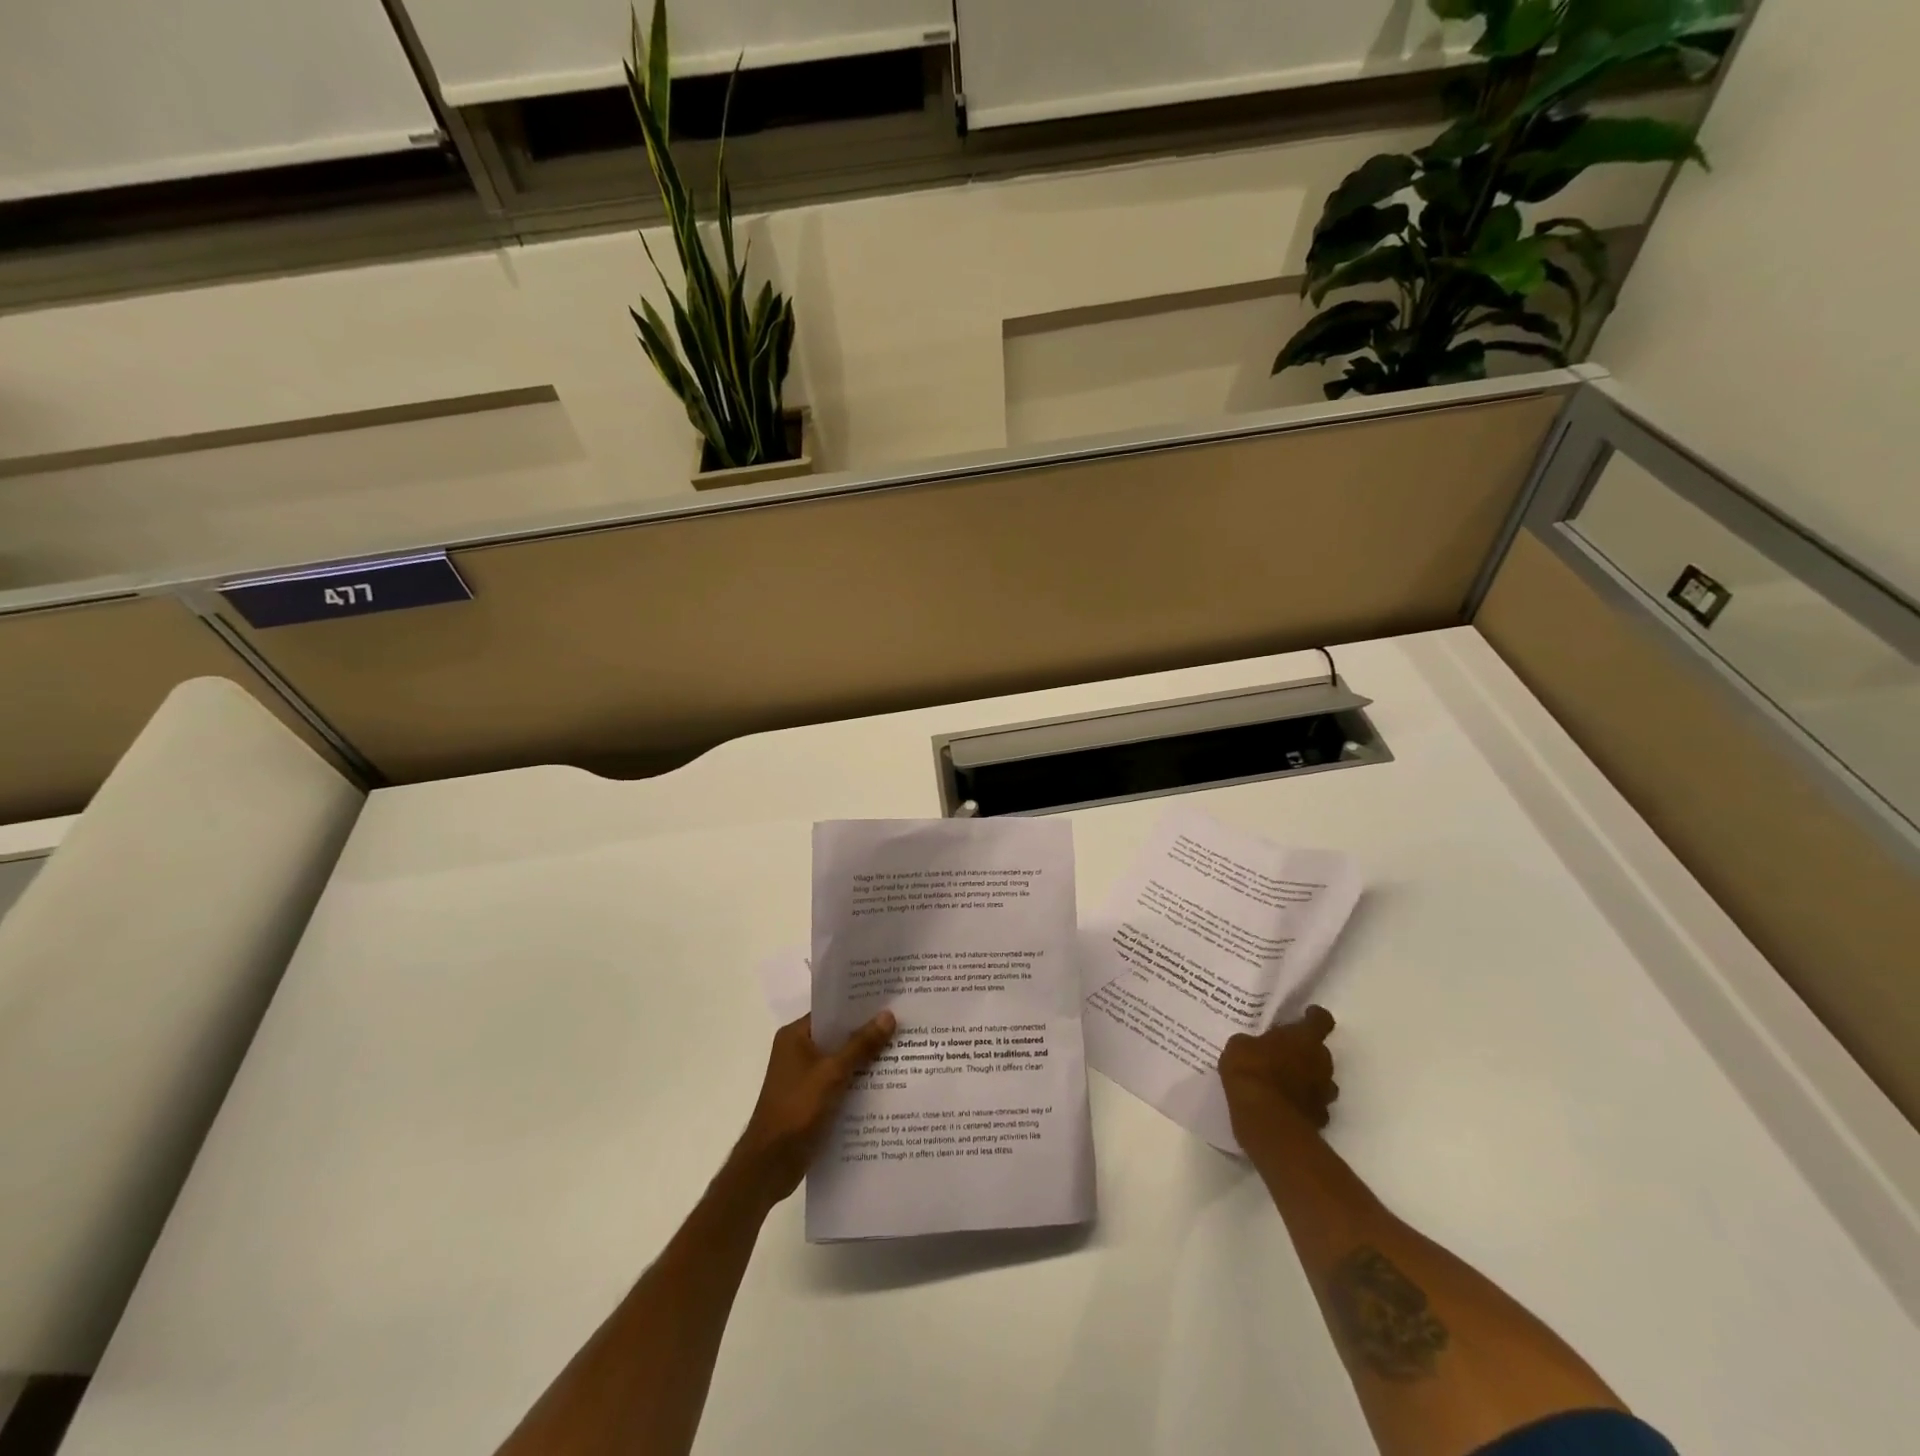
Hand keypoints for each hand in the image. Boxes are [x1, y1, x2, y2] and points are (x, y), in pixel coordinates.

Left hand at [727, 1010, 896, 1207]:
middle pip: (838, 1035)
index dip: (859, 1006)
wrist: (770, 1165)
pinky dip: (858, 1081)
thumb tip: (888, 1015)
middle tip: (904, 1023)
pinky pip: (840, 1081)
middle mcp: (798, 1051)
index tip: (890, 999)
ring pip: (841, 1060)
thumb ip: (861, 1045)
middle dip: (868, 1032)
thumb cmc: (796, 1110)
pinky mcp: (812, 1099)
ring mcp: (804, 1077)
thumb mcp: (832, 1073)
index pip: (831, 1011)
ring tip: (903, 1050)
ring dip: (866, 1059)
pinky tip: (886, 1083)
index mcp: (795, 1036)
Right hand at [1219, 1005, 1339, 1144]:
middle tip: (1284, 1053)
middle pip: (1321, 1052)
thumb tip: (1252, 1046)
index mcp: (1304, 1038)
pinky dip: (1303, 1104)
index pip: (1321, 1020)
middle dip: (1306, 1052)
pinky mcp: (1320, 1119)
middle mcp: (1321, 1063)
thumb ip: (1252, 1043)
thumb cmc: (1251, 1071)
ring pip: (1322, 1081)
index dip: (1314, 1016)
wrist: (1265, 1119)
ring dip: (1308, 1080)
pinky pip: (1314, 1106)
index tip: (1306, 1015)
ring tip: (1285, 1082)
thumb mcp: (1239, 1046)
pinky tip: (1285, 1106)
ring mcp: (1324, 1094)